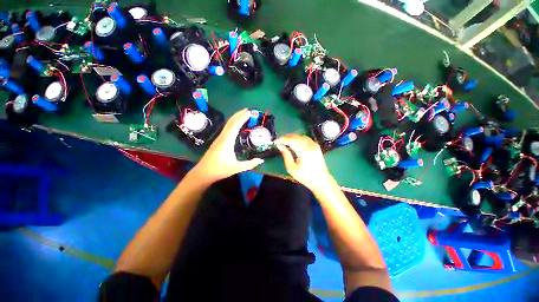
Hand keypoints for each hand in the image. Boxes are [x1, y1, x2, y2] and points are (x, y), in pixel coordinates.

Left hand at [191, 109, 263, 183]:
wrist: (203, 173)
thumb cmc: (220, 169)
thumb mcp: (236, 168)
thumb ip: (250, 164)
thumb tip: (261, 160)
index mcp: (227, 141)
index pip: (235, 125)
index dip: (242, 118)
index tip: (250, 112)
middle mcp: (223, 137)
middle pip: (231, 122)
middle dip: (239, 114)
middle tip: (249, 110)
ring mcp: (219, 138)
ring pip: (228, 124)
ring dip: (236, 118)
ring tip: (244, 114)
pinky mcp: (218, 141)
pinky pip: (227, 128)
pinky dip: (233, 123)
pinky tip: (237, 125)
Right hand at [275, 134, 333, 190]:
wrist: (321, 180)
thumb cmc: (305, 177)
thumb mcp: (292, 168)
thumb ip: (286, 155)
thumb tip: (280, 146)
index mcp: (304, 151)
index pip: (291, 140)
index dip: (282, 139)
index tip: (275, 142)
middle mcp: (310, 145)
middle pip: (296, 137)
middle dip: (286, 137)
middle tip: (278, 141)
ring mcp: (314, 145)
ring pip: (300, 136)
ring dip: (291, 137)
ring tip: (284, 141)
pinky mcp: (316, 146)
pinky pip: (305, 138)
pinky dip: (298, 138)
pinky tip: (293, 142)